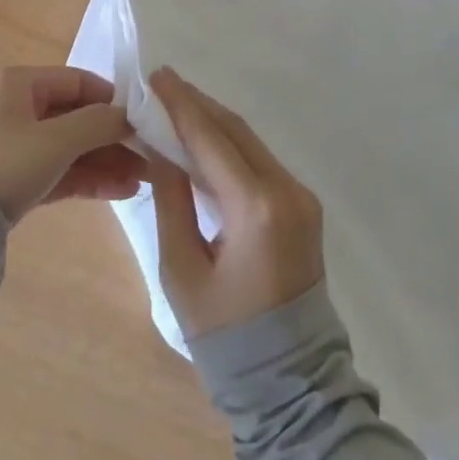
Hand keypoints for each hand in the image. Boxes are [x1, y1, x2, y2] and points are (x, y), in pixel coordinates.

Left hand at [0, 67, 142, 223]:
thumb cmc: (4, 163)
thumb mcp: (55, 140)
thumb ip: (97, 123)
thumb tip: (129, 115)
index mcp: (20, 83)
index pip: (78, 81)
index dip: (112, 99)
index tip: (143, 120)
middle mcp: (17, 107)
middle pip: (76, 116)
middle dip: (114, 138)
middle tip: (151, 156)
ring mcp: (15, 144)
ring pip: (71, 147)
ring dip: (106, 161)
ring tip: (145, 179)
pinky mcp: (15, 178)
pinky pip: (59, 170)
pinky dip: (88, 178)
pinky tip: (123, 190)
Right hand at [147, 67, 324, 338]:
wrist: (290, 383)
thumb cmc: (226, 335)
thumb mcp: (182, 268)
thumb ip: (171, 199)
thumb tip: (159, 147)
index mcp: (256, 208)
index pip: (211, 139)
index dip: (181, 105)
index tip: (156, 76)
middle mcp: (285, 190)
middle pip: (235, 130)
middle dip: (197, 104)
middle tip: (161, 84)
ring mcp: (300, 195)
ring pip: (249, 141)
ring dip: (213, 121)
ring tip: (176, 104)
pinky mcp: (302, 204)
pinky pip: (260, 160)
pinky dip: (229, 144)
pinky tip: (203, 139)